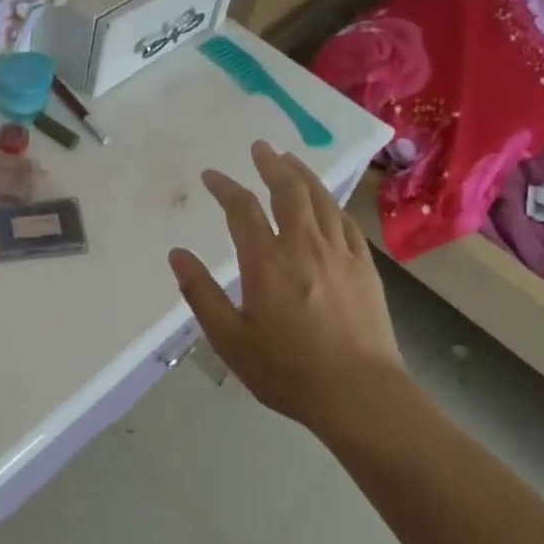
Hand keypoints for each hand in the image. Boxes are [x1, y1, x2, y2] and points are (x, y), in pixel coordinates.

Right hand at [168, 141, 405, 435]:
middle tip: (260, 147)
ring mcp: (341, 254)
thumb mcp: (230, 339)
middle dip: (271, 165)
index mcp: (267, 262)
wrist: (360, 395)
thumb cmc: (287, 371)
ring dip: (303, 175)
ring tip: (291, 159)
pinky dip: (331, 203)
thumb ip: (201, 294)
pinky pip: (346, 222)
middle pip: (289, 191)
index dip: (225, 187)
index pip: (242, 209)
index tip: (211, 175)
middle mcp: (305, 246)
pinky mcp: (366, 268)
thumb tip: (177, 254)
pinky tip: (327, 203)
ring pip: (322, 200)